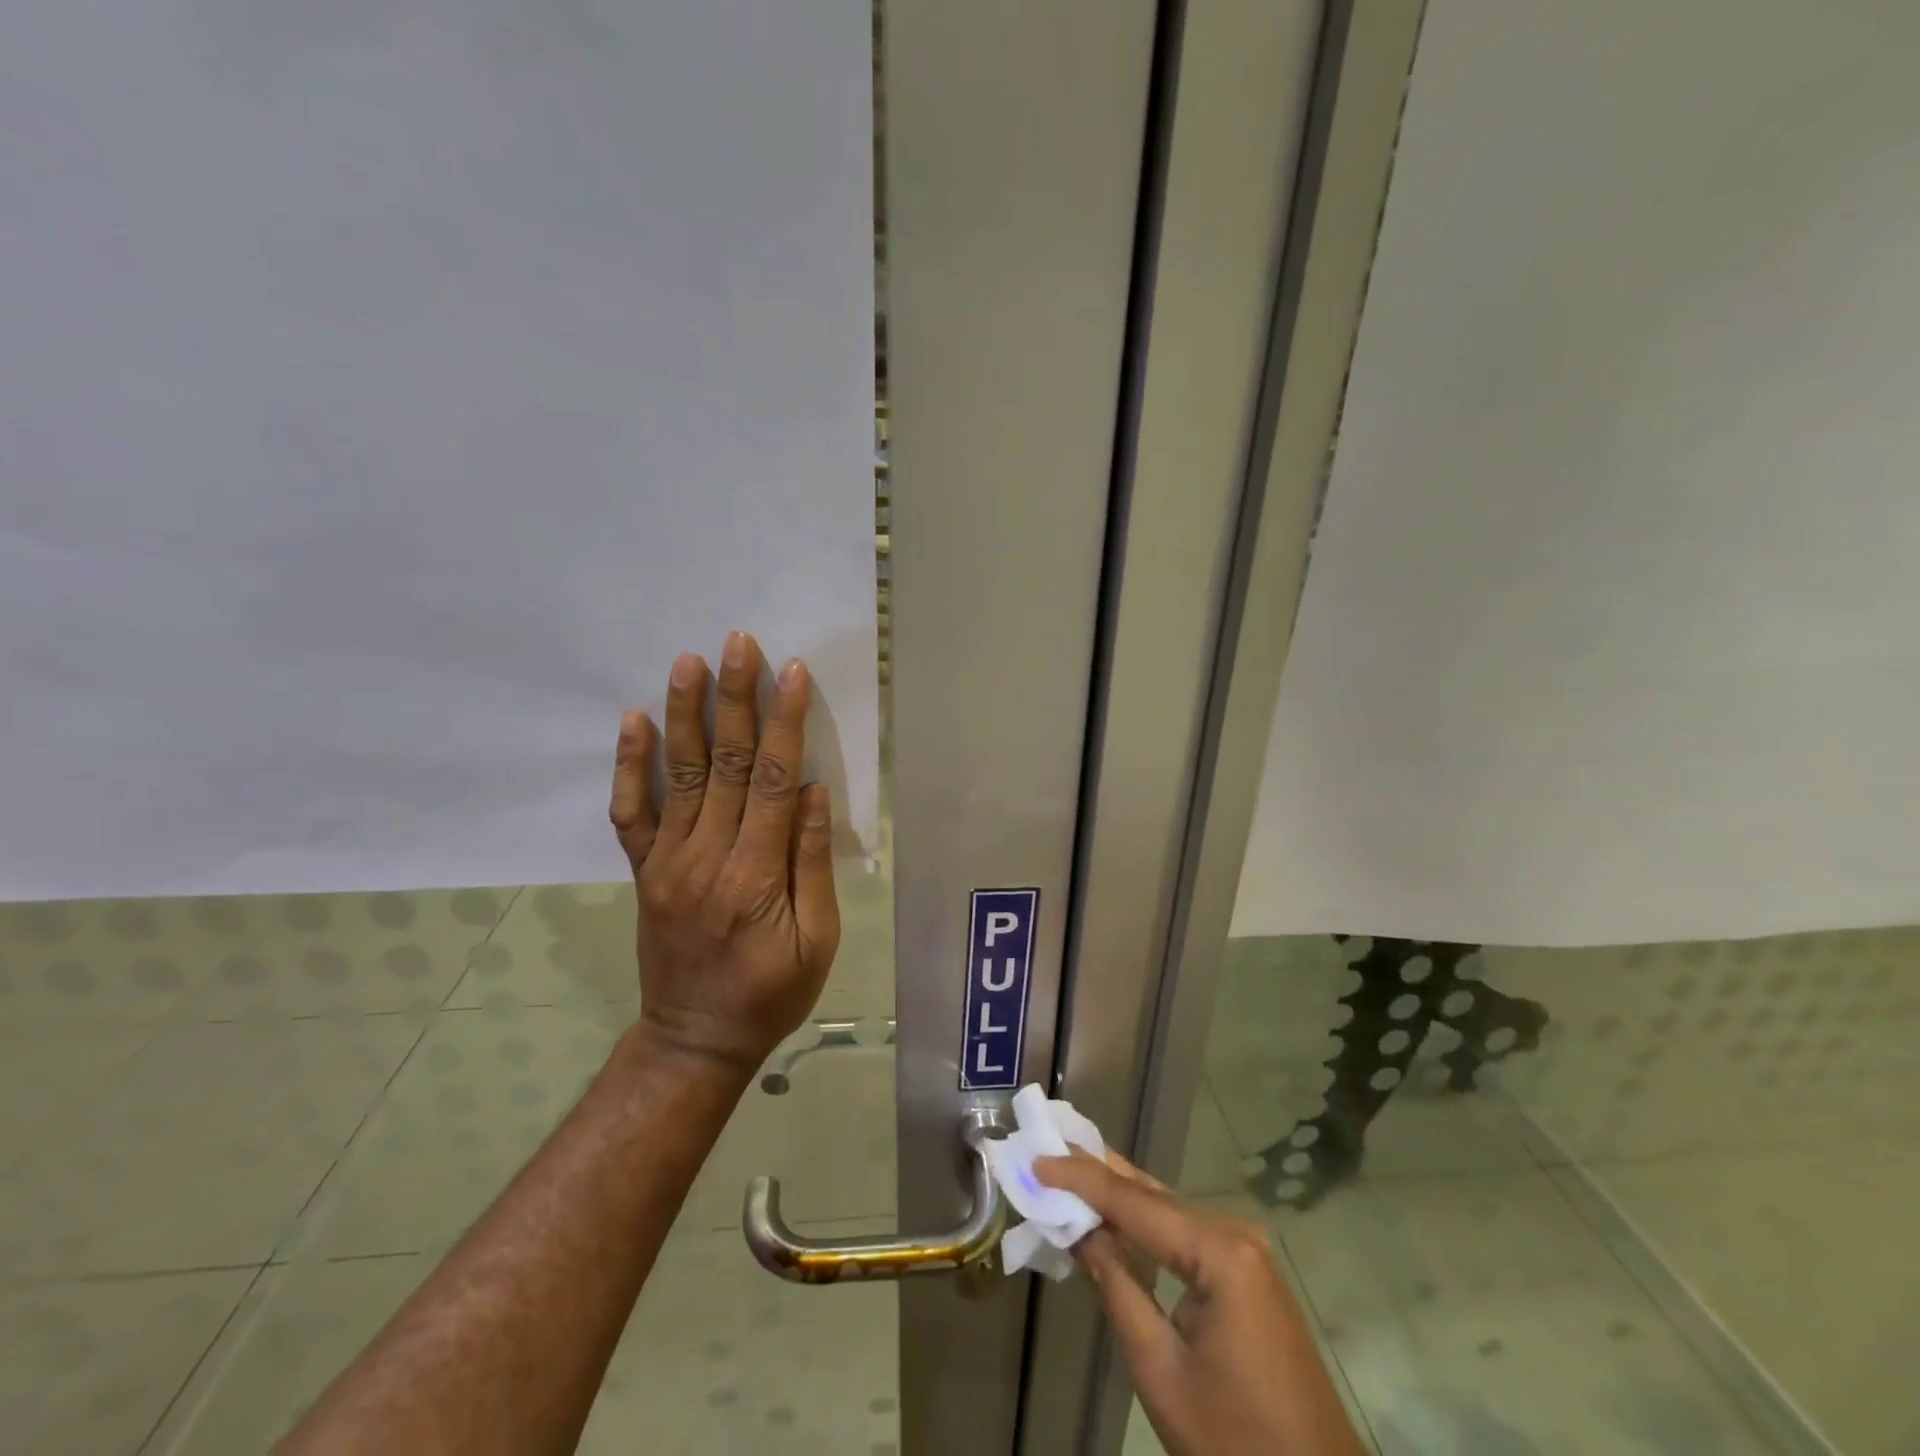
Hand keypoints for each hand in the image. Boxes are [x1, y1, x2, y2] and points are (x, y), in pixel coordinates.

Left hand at [607, 630, 840, 1071]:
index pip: (775, 783)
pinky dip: (630, 765)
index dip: (785, 724)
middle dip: (736, 699)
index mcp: (755, 877)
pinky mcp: (644, 870)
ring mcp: (667, 862)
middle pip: (727, 765)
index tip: (791, 673)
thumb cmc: (771, 994)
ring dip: (685, 715)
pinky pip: (631, 812)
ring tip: (688, 662)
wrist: (694, 1039)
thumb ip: (811, 865)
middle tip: (738, 643)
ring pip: (679, 775)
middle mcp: (706, 858)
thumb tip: (814, 794)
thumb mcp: (817, 941)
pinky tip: (634, 720)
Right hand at [1036, 1153, 1364, 1455]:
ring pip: (1168, 1212)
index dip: (1080, 1179)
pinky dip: (1144, 1224)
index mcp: (1220, 1252)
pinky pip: (1185, 1236)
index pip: (1134, 1203)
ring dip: (1118, 1195)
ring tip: (1069, 1168)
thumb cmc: (1236, 1446)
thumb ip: (1116, 1287)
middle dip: (1097, 1173)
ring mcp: (1246, 1255)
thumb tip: (1077, 1229)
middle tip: (1049, 1148)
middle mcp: (1236, 1235)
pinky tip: (1114, 1214)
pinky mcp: (1248, 1277)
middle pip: (1152, 1196)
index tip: (1036, 1159)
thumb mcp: (1160, 1369)